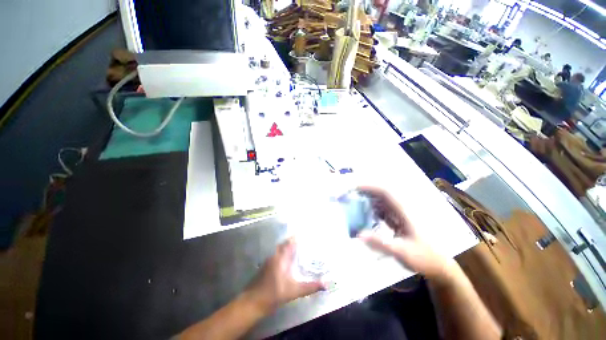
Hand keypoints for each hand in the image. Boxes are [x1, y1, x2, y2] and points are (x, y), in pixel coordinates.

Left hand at [245, 238, 324, 313]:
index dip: (297, 236)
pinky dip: (283, 253)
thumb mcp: (295, 291)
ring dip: (287, 246)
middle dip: (293, 239)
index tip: (304, 231)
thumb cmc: (274, 294)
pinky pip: (276, 254)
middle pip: (285, 243)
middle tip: (302, 238)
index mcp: (282, 257)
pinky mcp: (266, 266)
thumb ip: (310, 287)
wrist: (253, 302)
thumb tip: (326, 284)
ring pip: (280, 249)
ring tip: (296, 246)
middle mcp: (275, 255)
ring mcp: (269, 260)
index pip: (291, 242)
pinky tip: (286, 259)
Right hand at [357, 186, 454, 278]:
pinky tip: (360, 216)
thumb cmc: (423, 257)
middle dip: (361, 192)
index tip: (352, 189)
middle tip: (345, 197)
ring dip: (363, 199)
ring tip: (349, 204)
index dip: (368, 187)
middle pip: (378, 193)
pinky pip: (378, 210)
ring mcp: (397, 214)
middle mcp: (398, 209)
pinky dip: (368, 209)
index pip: (383, 191)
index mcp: (402, 211)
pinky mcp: (395, 220)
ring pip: (377, 201)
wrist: (438, 266)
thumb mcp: (402, 252)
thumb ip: (381, 243)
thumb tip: (358, 234)